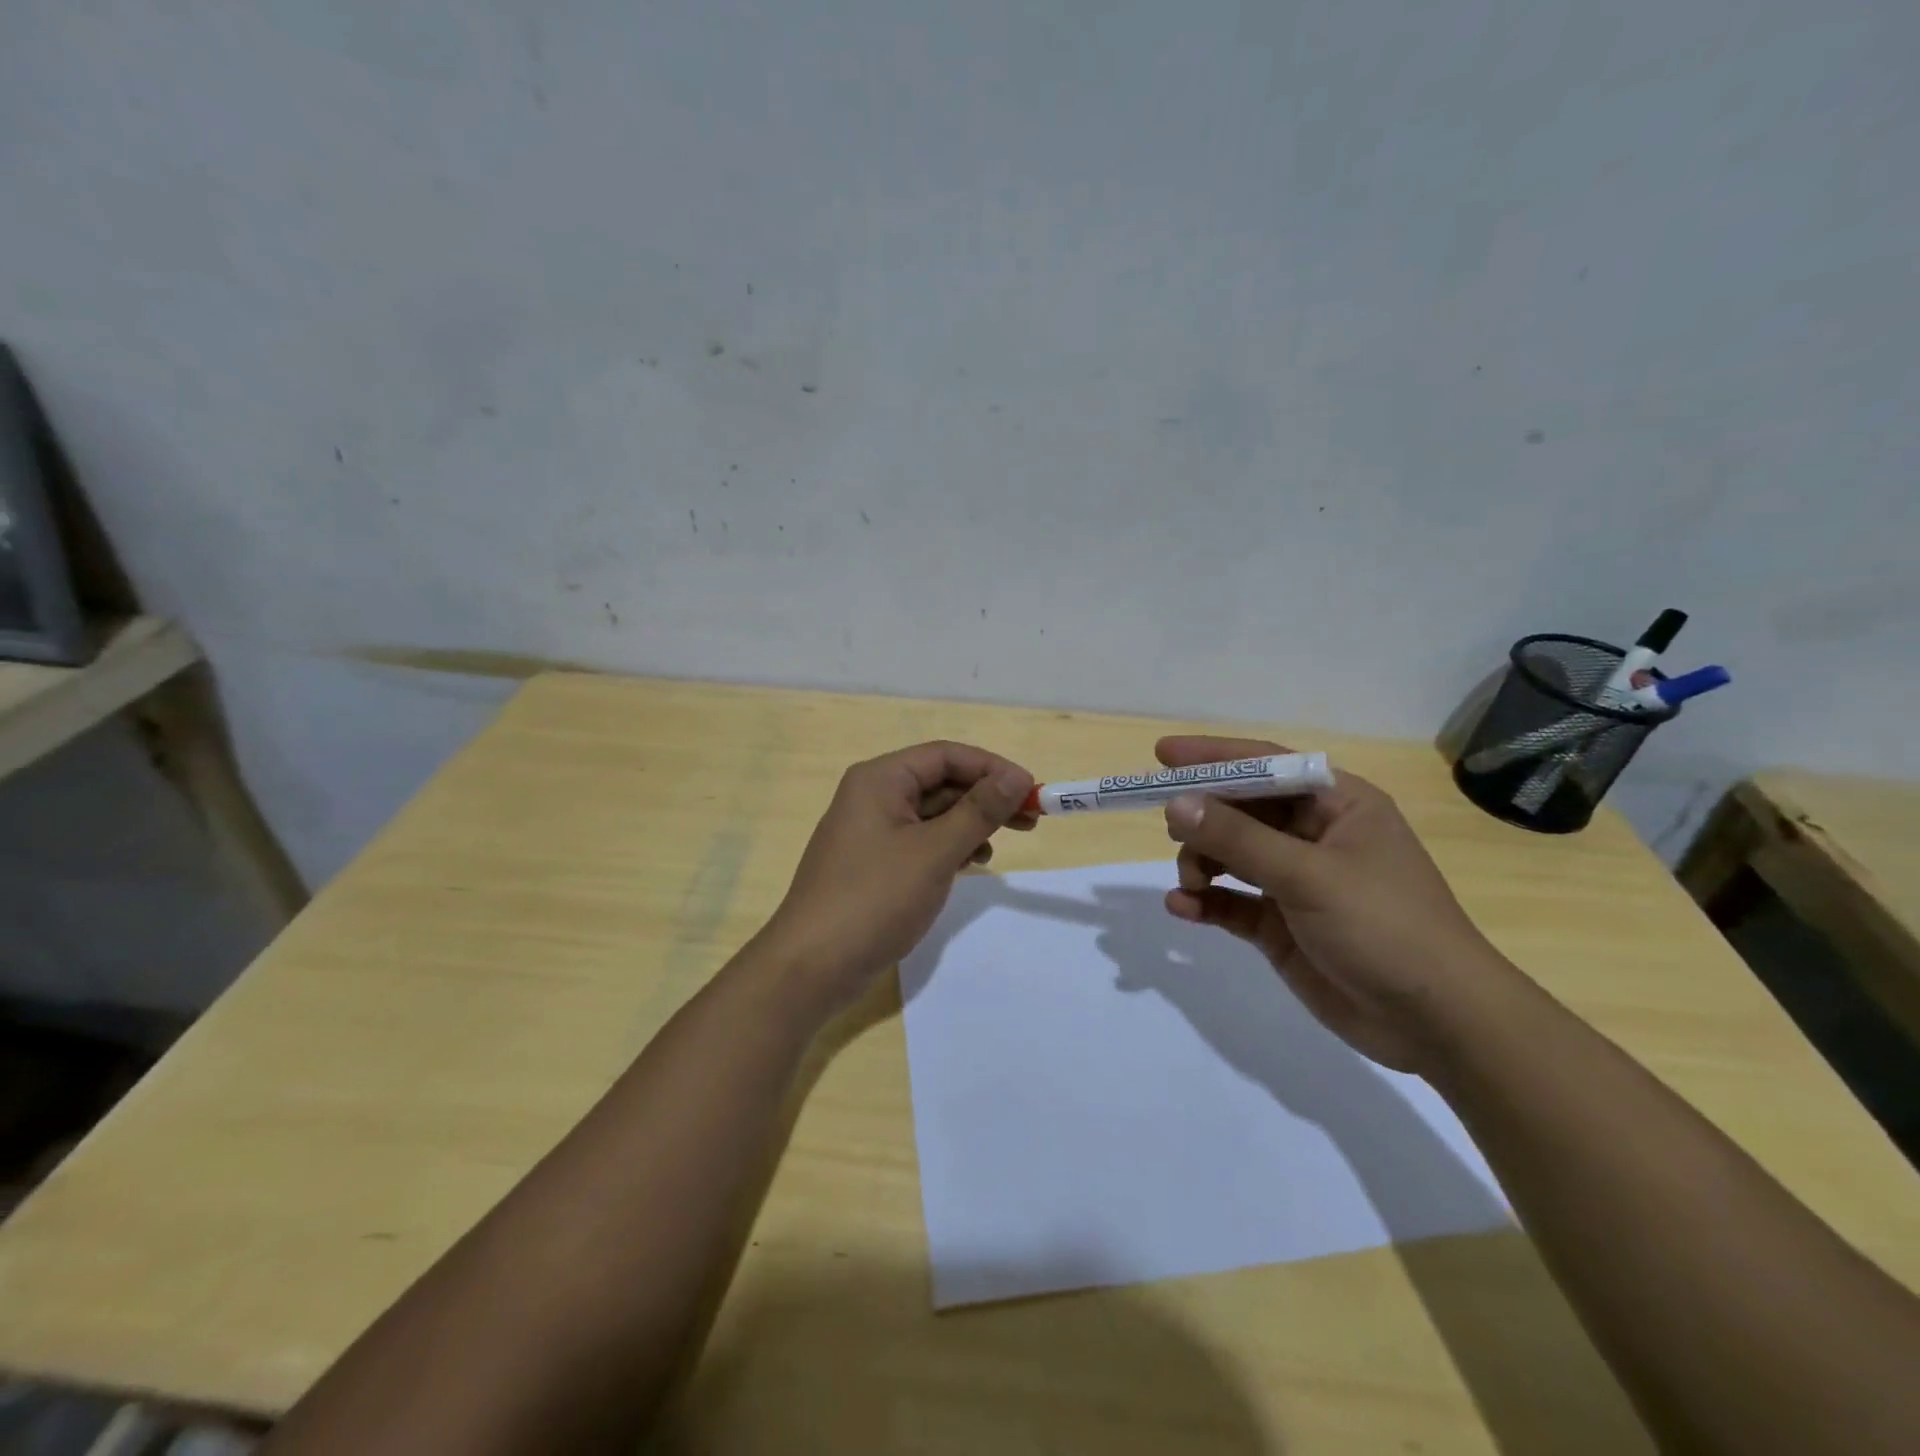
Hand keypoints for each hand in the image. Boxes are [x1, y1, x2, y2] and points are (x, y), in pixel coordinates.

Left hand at [758, 741, 1034, 1012]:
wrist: (811, 966)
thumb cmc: (875, 898)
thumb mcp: (935, 851)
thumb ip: (979, 810)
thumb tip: (1017, 776)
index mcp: (880, 779)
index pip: (946, 755)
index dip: (992, 768)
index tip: (1032, 792)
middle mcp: (872, 796)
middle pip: (940, 782)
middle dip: (985, 798)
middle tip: (1031, 820)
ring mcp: (870, 832)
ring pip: (932, 814)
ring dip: (970, 823)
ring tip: (1003, 844)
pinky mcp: (873, 864)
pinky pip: (920, 841)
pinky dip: (949, 847)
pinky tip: (972, 863)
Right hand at [1157, 735, 1509, 1073]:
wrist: (1437, 1022)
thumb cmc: (1384, 926)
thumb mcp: (1308, 875)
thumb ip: (1238, 838)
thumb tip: (1176, 804)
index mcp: (1337, 805)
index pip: (1267, 765)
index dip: (1214, 757)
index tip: (1162, 754)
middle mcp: (1314, 836)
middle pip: (1242, 810)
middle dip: (1204, 818)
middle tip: (1171, 830)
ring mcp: (1296, 882)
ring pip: (1230, 855)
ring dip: (1202, 863)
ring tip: (1192, 882)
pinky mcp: (1282, 925)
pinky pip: (1232, 901)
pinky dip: (1206, 901)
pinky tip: (1183, 908)